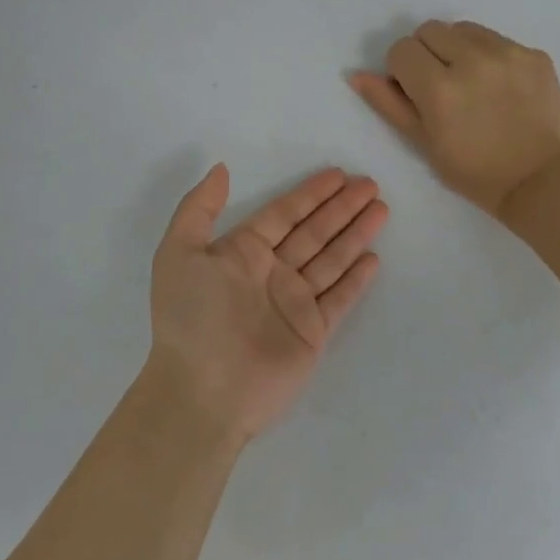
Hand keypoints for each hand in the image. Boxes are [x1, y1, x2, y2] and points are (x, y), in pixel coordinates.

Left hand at [148, 164, 387, 440]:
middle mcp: (270, 274)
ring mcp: (293, 303)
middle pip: (313, 232)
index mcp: (241, 253)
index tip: (337, 175)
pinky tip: (373, 258)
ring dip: (355, 234)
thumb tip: (221, 168)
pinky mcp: (312, 332)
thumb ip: (199, 208)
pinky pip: (339, 298)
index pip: (283, 214)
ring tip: (381, 209)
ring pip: (331, 259)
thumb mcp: (179, 253)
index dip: (310, 194)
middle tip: (370, 184)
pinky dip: (356, 279)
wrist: (204, 391)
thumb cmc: (192, 317)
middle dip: (341, 208)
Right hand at [351, 20, 559, 217]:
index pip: (402, 49)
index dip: (402, 71)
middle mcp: (473, 60)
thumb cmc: (473, 171)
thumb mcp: (423, 142)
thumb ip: (389, 103)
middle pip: (430, 30)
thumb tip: (357, 75)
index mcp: (439, 87)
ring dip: (458, 50)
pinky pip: (498, 40)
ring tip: (471, 84)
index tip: (415, 93)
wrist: (537, 180)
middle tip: (441, 87)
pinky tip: (500, 88)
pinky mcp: (534, 54)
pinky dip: (490, 57)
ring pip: (464, 29)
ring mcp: (508, 53)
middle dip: (427, 54)